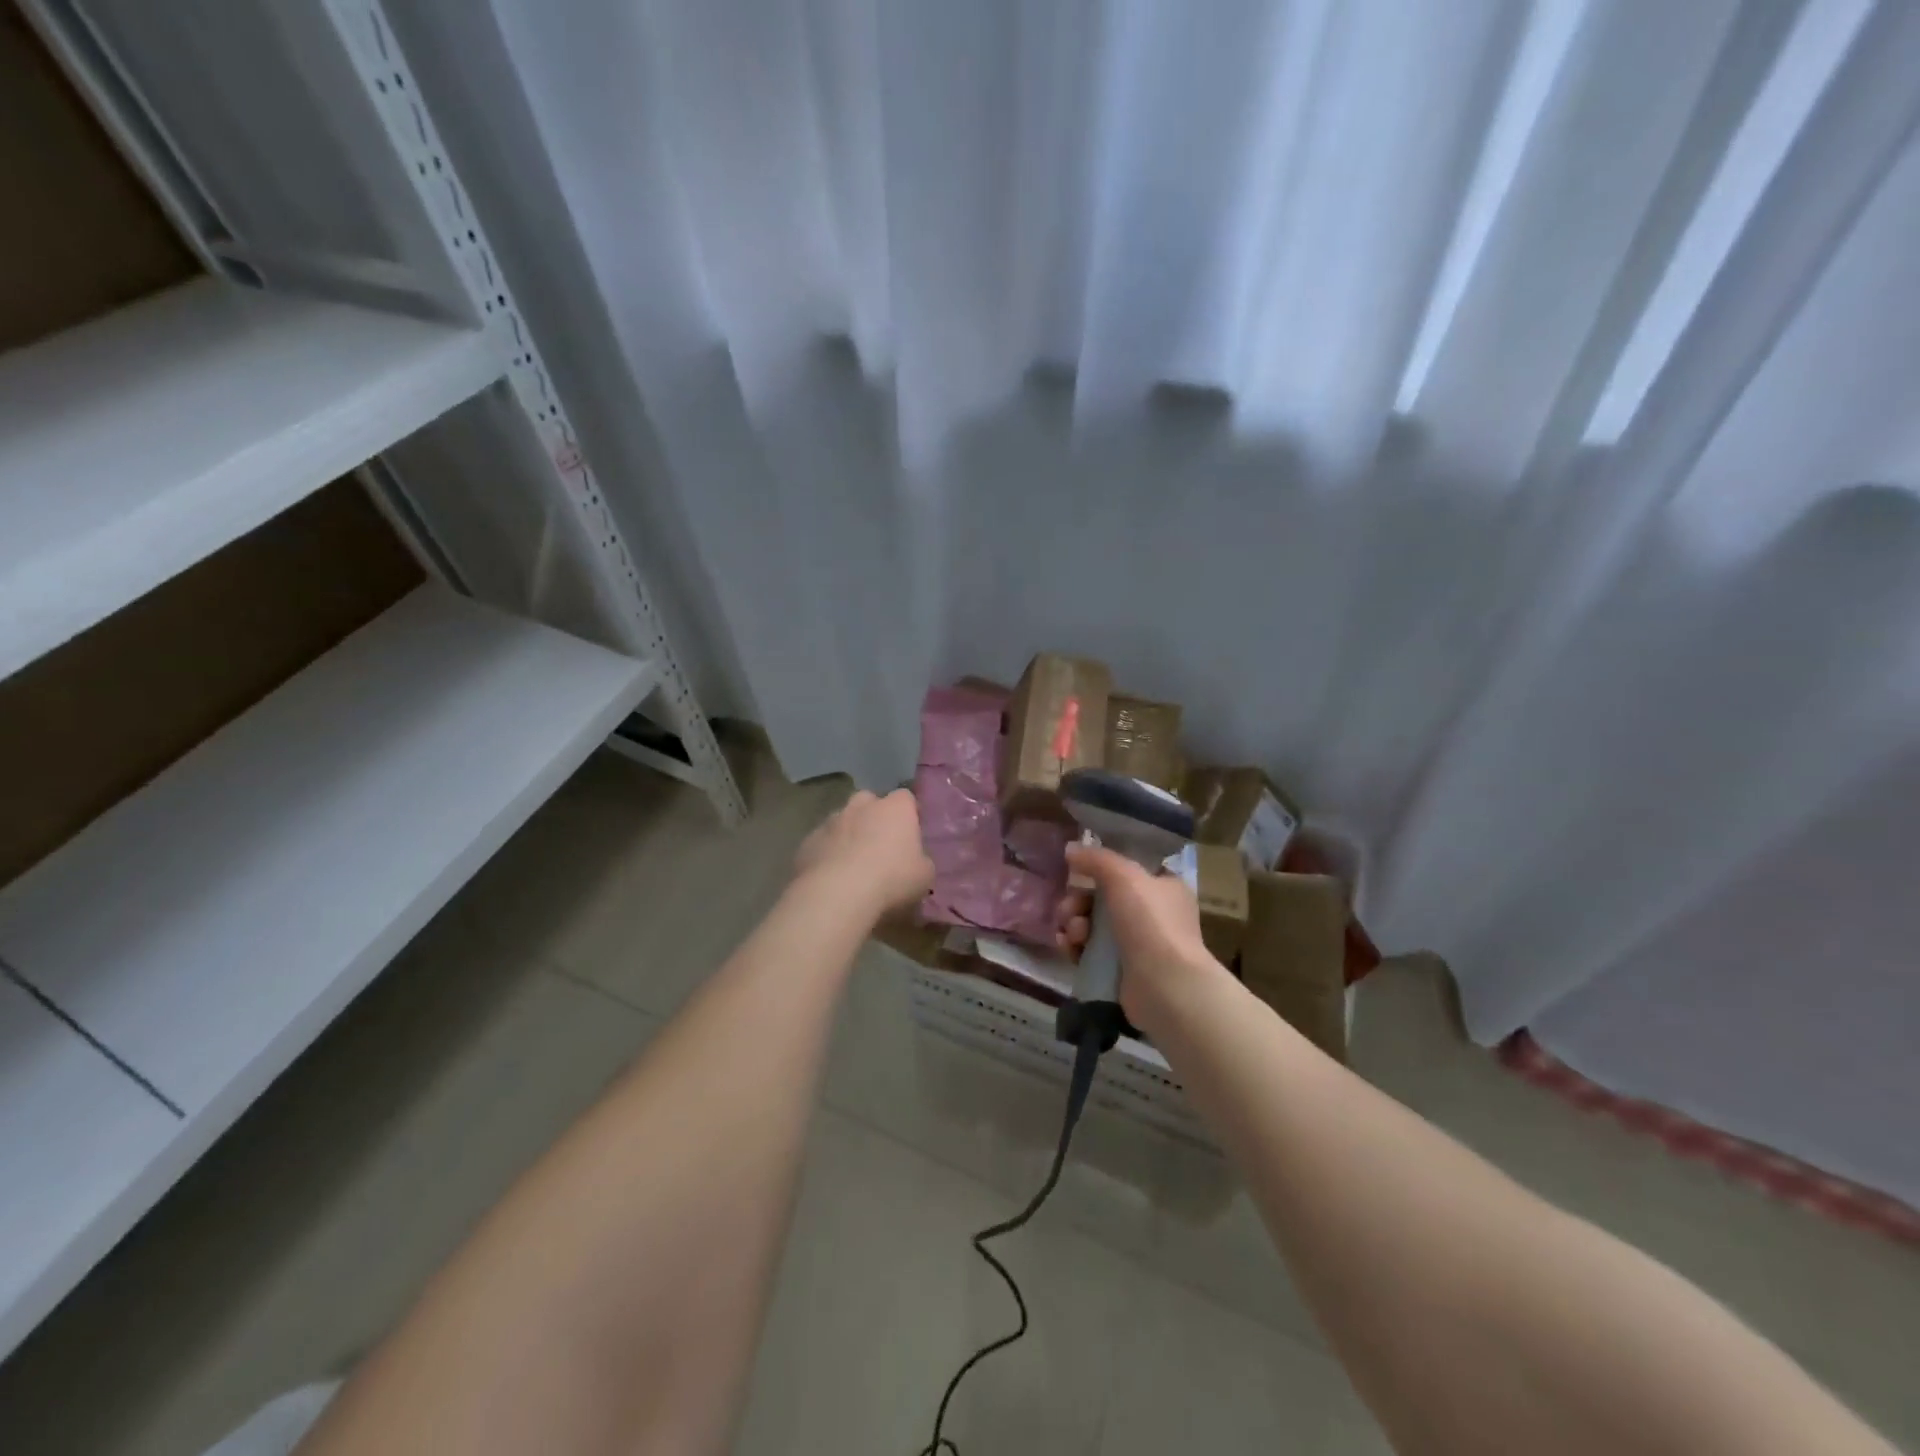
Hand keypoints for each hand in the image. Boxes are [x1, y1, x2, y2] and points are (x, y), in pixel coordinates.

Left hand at [794, 788, 934, 922]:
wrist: (837, 896)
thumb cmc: (891, 880)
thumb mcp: (924, 876)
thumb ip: (921, 861)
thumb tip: (915, 861)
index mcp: (895, 808)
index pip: (905, 798)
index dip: (908, 814)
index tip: (910, 834)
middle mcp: (862, 806)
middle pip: (869, 802)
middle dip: (874, 818)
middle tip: (880, 845)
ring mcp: (831, 821)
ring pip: (842, 821)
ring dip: (848, 835)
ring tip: (853, 865)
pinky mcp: (807, 842)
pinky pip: (822, 843)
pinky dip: (827, 854)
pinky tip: (831, 878)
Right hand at [1055, 843, 1221, 1031]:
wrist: (1165, 987)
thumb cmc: (1151, 923)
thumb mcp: (1124, 876)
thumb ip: (1096, 859)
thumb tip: (1070, 849)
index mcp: (1163, 887)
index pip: (1126, 871)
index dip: (1099, 870)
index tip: (1076, 872)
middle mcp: (1152, 914)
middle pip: (1102, 898)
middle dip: (1078, 901)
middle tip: (1069, 909)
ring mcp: (1137, 945)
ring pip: (1093, 925)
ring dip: (1074, 924)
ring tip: (1073, 934)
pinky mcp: (1121, 972)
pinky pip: (1090, 952)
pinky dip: (1076, 948)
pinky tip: (1068, 948)